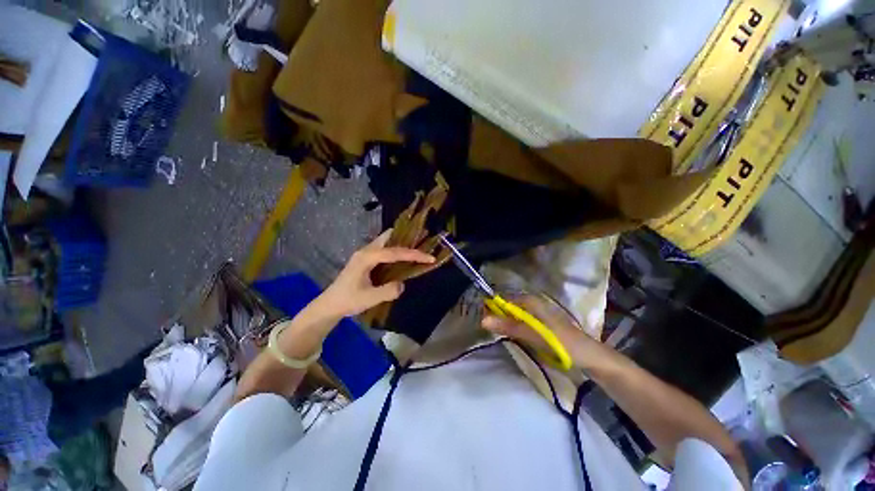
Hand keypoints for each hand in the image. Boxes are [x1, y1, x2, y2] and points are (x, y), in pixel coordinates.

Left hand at [318, 230, 434, 317]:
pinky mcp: (365, 259)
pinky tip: (402, 257)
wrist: (330, 305)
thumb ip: (388, 291)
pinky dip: (395, 249)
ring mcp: (364, 253)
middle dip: (407, 239)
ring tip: (417, 248)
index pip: (395, 252)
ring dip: (401, 243)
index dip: (414, 254)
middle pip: (389, 237)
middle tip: (424, 244)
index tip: (430, 257)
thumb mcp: (369, 299)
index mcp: (367, 257)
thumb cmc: (348, 301)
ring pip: (386, 241)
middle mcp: (366, 251)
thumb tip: (403, 284)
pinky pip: (383, 248)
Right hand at [481, 294, 593, 363]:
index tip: (480, 318)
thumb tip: (483, 319)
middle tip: (484, 327)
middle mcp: (532, 304)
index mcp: (531, 301)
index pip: (503, 299)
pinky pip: (520, 323)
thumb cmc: (562, 343)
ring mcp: (536, 315)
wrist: (589, 357)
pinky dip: (511, 328)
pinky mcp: (539, 325)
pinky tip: (507, 335)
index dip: (491, 307)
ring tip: (491, 331)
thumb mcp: (534, 334)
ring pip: (513, 315)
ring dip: (503, 322)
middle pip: (507, 307)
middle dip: (495, 315)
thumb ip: (509, 326)